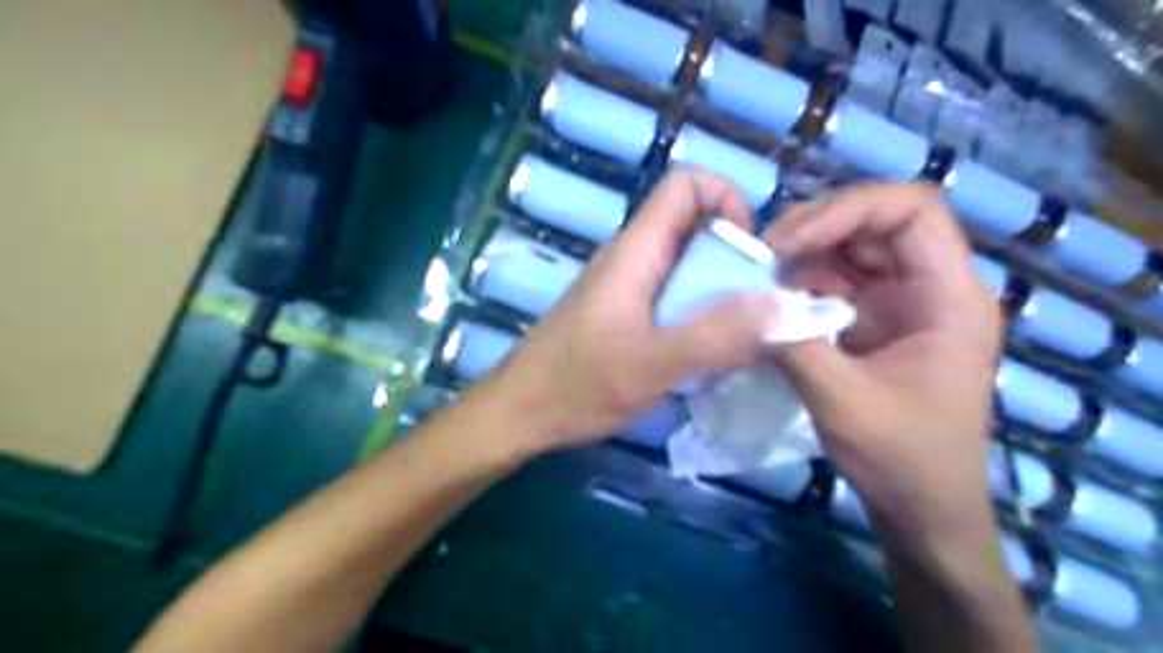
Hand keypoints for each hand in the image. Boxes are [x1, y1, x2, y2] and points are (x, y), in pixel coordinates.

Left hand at [477, 172, 784, 459]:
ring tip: (739, 339)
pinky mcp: (624, 315)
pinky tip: (705, 356)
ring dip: (720, 295)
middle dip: (735, 260)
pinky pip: (673, 300)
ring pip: (687, 269)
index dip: (727, 200)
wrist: (520, 414)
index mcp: (636, 250)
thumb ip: (717, 335)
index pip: (685, 185)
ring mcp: (627, 288)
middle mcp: (633, 258)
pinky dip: (699, 318)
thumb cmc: (577, 385)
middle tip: (757, 311)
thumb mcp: (653, 363)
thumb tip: (785, 305)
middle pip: (694, 229)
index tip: (749, 253)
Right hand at [764, 181, 999, 535]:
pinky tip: (772, 297)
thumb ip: (796, 345)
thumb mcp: (843, 402)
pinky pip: (836, 280)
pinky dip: (801, 281)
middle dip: (815, 228)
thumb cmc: (901, 458)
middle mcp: (930, 286)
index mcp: (949, 297)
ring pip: (851, 247)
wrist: (921, 506)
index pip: (912, 210)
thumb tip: (747, 302)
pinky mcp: (875, 319)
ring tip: (760, 275)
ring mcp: (902, 301)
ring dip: (803, 254)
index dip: (848, 209)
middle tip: (762, 255)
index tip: (790, 243)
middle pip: (875, 221)